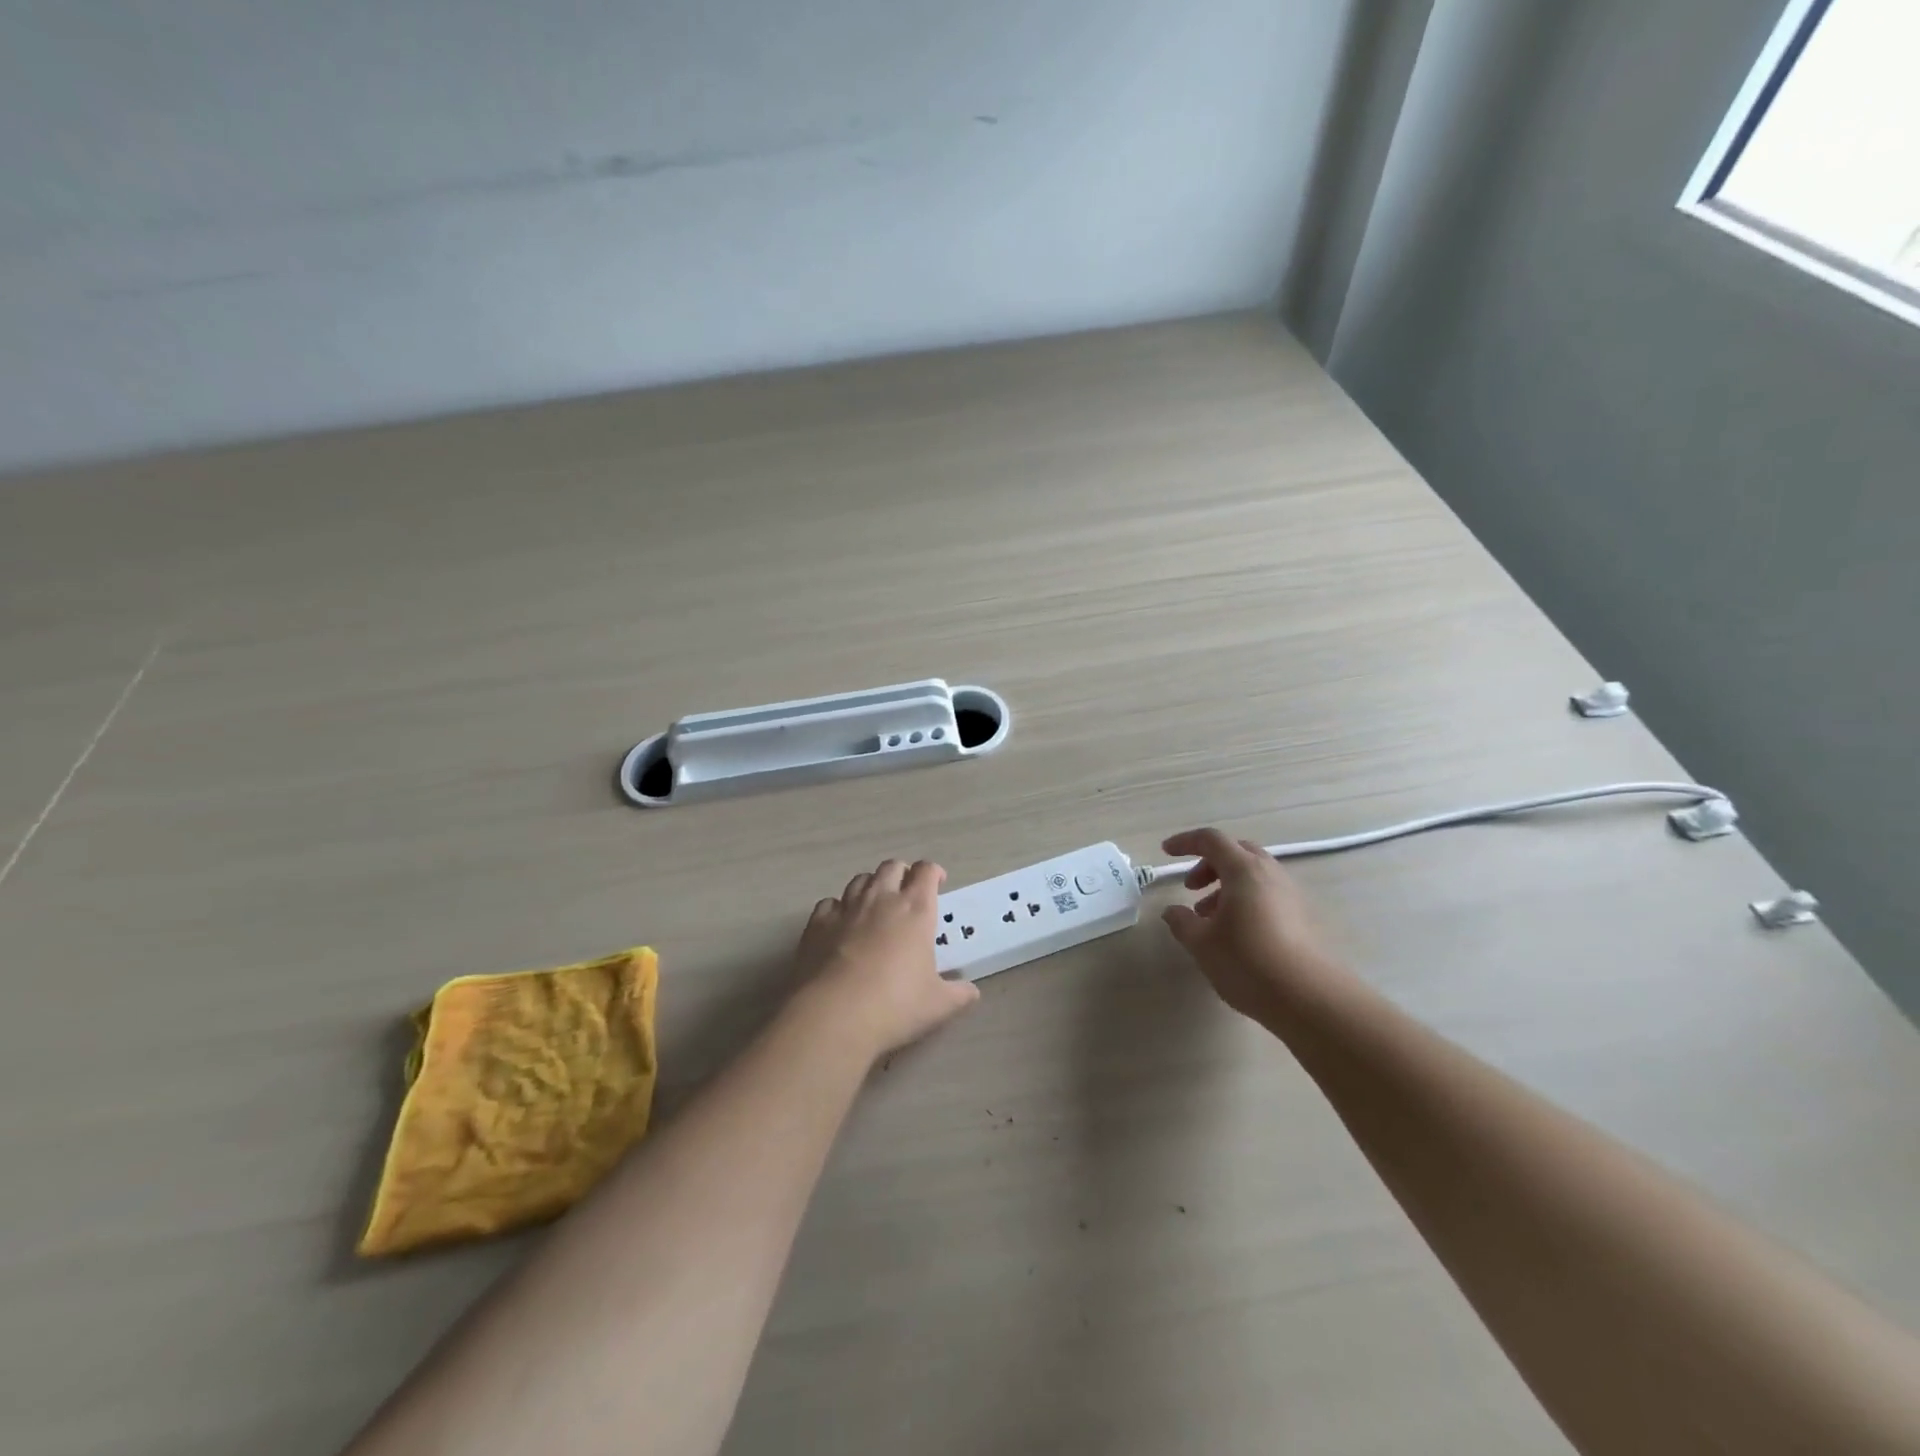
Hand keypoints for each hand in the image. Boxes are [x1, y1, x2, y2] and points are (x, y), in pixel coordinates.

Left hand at [794, 859, 979, 1060]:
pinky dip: (838, 909)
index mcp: (915, 910)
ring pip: (860, 880)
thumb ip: (959, 995)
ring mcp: (845, 909)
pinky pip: (830, 903)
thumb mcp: (938, 1005)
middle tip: (907, 894)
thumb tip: (971, 992)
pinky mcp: (816, 924)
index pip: (926, 872)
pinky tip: (840, 926)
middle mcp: (881, 899)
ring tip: (875, 906)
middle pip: (892, 867)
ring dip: (871, 887)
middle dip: (902, 874)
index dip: (933, 873)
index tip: (938, 883)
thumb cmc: (895, 1006)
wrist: (833, 1016)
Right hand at [1160, 828, 1351, 1025]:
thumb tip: (1172, 911)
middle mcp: (1269, 873)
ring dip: (1226, 885)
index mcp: (1243, 870)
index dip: (1185, 842)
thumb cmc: (1247, 962)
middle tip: (1191, 888)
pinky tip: (1235, 932)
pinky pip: (1267, 893)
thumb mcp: (1201, 944)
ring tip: (1209, 918)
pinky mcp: (1302, 916)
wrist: (1309, 998)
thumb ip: (1182, 921)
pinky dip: (1245, 900)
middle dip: (1209, 864)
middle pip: (1235, 852)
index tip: (1166, 852)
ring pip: (1253, 874)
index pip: (1210, 840)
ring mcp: (1290, 894)